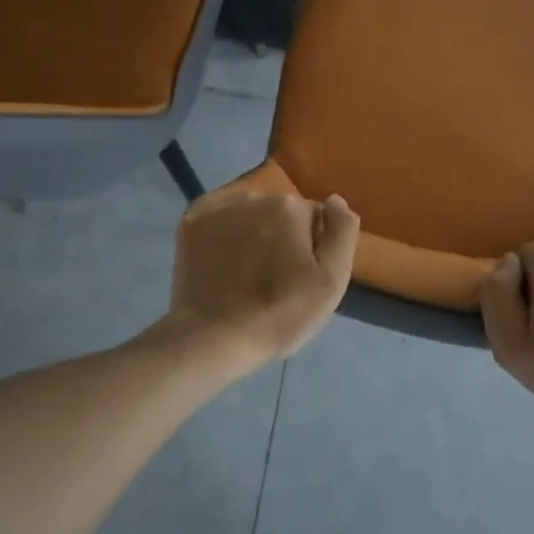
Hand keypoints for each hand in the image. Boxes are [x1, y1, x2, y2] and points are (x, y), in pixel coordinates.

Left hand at [168, 188, 359, 369]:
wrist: (215, 337)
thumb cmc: (281, 313)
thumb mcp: (331, 281)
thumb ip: (342, 233)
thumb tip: (337, 200)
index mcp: (290, 207)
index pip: (315, 218)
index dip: (313, 248)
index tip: (303, 276)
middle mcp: (254, 196)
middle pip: (281, 213)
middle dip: (282, 237)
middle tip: (276, 279)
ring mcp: (218, 207)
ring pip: (250, 214)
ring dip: (254, 233)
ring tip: (247, 274)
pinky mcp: (191, 222)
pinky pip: (220, 218)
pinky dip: (224, 233)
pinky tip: (223, 262)